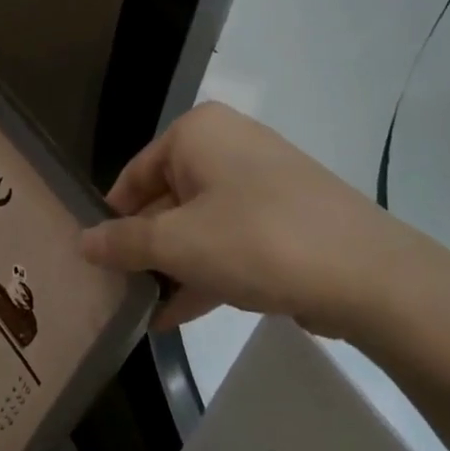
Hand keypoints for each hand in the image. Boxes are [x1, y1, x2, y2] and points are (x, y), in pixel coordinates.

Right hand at [78, 102, 432, 339]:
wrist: (367, 275)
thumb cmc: (255, 241)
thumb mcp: (177, 243)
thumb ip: (123, 242)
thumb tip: (82, 242)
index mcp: (198, 133)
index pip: (133, 175)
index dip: (112, 221)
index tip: (96, 263)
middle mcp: (228, 147)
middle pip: (166, 201)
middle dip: (143, 250)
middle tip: (115, 291)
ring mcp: (261, 184)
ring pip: (198, 226)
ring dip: (171, 268)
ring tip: (139, 311)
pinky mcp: (284, 220)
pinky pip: (230, 242)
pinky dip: (205, 273)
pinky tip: (175, 316)